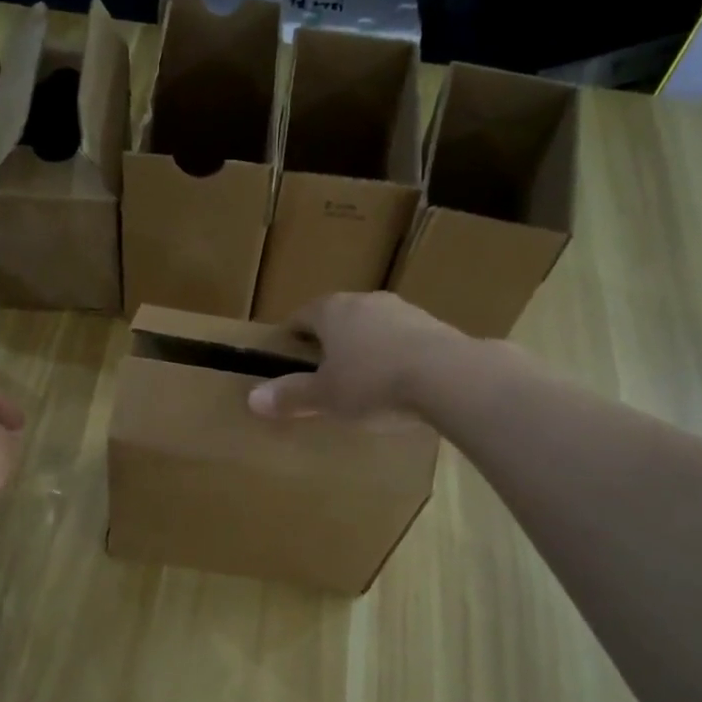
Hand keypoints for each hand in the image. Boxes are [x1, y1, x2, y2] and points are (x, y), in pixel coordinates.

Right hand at [248, 292, 462, 419]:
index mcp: (333, 311)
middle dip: (331, 338)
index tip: (288, 349)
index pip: (304, 314)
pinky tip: (399, 382)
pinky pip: (405, 340)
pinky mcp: (436, 328)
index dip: (293, 332)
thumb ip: (291, 397)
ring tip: (363, 376)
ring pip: (375, 326)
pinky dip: (396, 355)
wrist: (449, 377)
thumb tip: (252, 399)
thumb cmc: (373, 383)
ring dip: (366, 345)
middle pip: (341, 316)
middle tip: (323, 366)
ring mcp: (405, 311)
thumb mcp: (325, 397)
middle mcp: (367, 302)